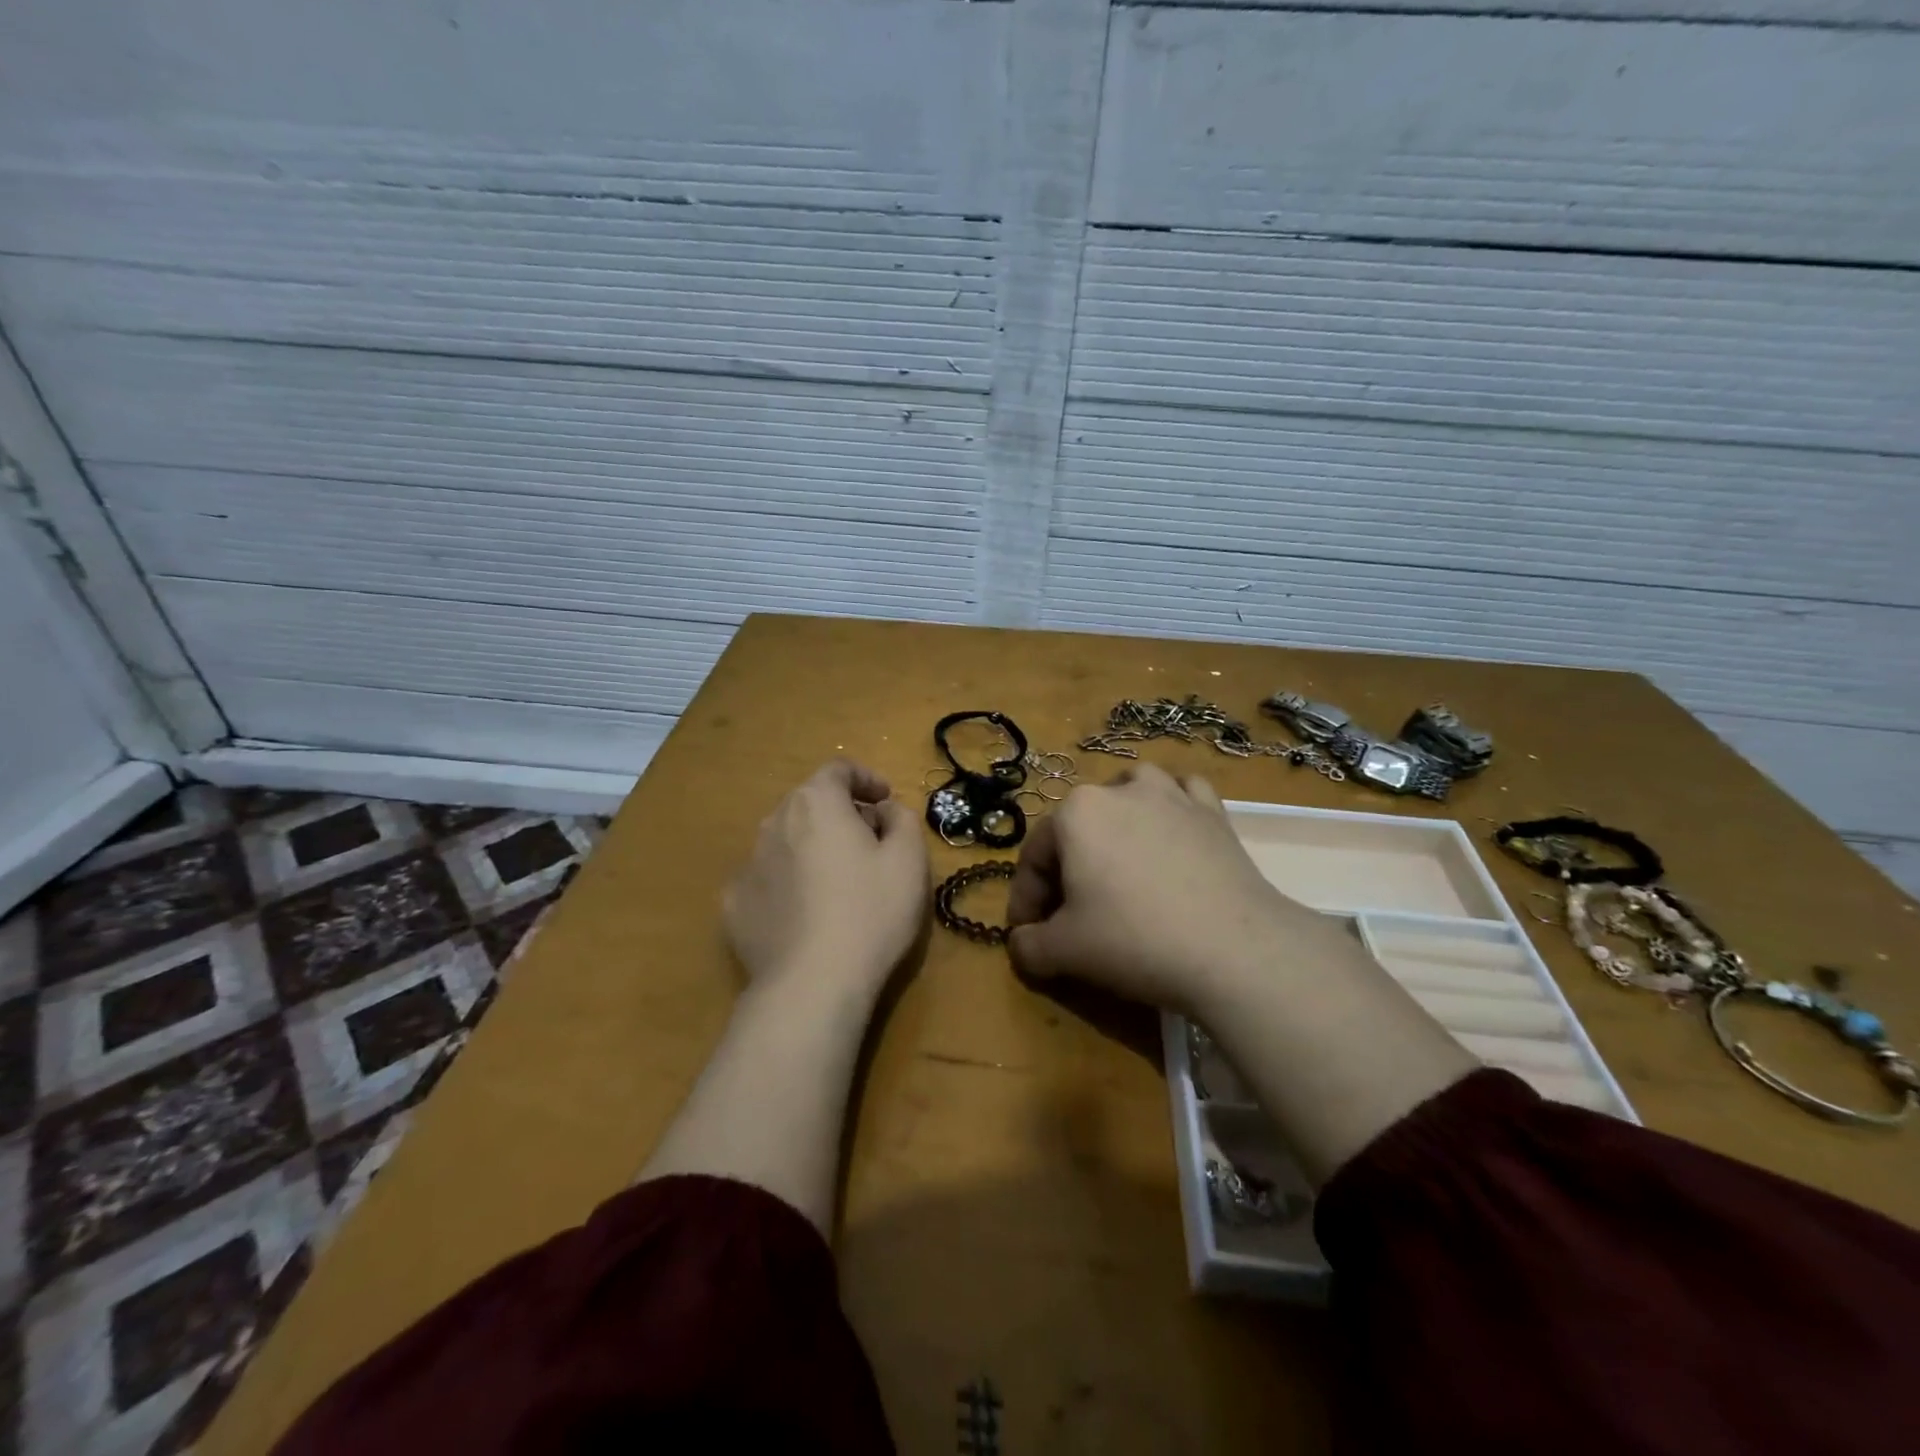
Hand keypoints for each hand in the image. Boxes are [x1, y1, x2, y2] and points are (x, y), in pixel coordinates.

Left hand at [723, 759, 928, 999]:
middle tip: (869, 841)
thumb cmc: (871, 911)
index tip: (885, 800)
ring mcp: (747, 865)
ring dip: (811, 847)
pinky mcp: (733, 907)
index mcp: (816, 803)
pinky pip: (767, 881)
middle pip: (809, 803)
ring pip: (785, 841)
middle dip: (840, 813)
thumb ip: (902, 819)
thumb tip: (883, 811)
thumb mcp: (909, 859)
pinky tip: (805, 915)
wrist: (812, 984)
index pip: (838, 770)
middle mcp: (774, 823)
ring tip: (837, 881)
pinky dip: (787, 884)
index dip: (866, 779)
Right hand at [1005, 763, 1344, 1015]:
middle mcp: (1119, 790)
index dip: (1026, 900)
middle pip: (1077, 829)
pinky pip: (1183, 794)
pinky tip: (1172, 832)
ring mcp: (1172, 795)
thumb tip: (1021, 944)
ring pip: (1130, 794)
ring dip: (1116, 821)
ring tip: (1118, 858)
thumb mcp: (1064, 951)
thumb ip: (1029, 946)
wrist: (1234, 950)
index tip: (1029, 935)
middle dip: (1067, 870)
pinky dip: (1172, 808)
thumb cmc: (1135, 940)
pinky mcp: (1213, 812)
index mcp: (1075, 813)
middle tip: (1071, 915)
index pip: (1035, 856)